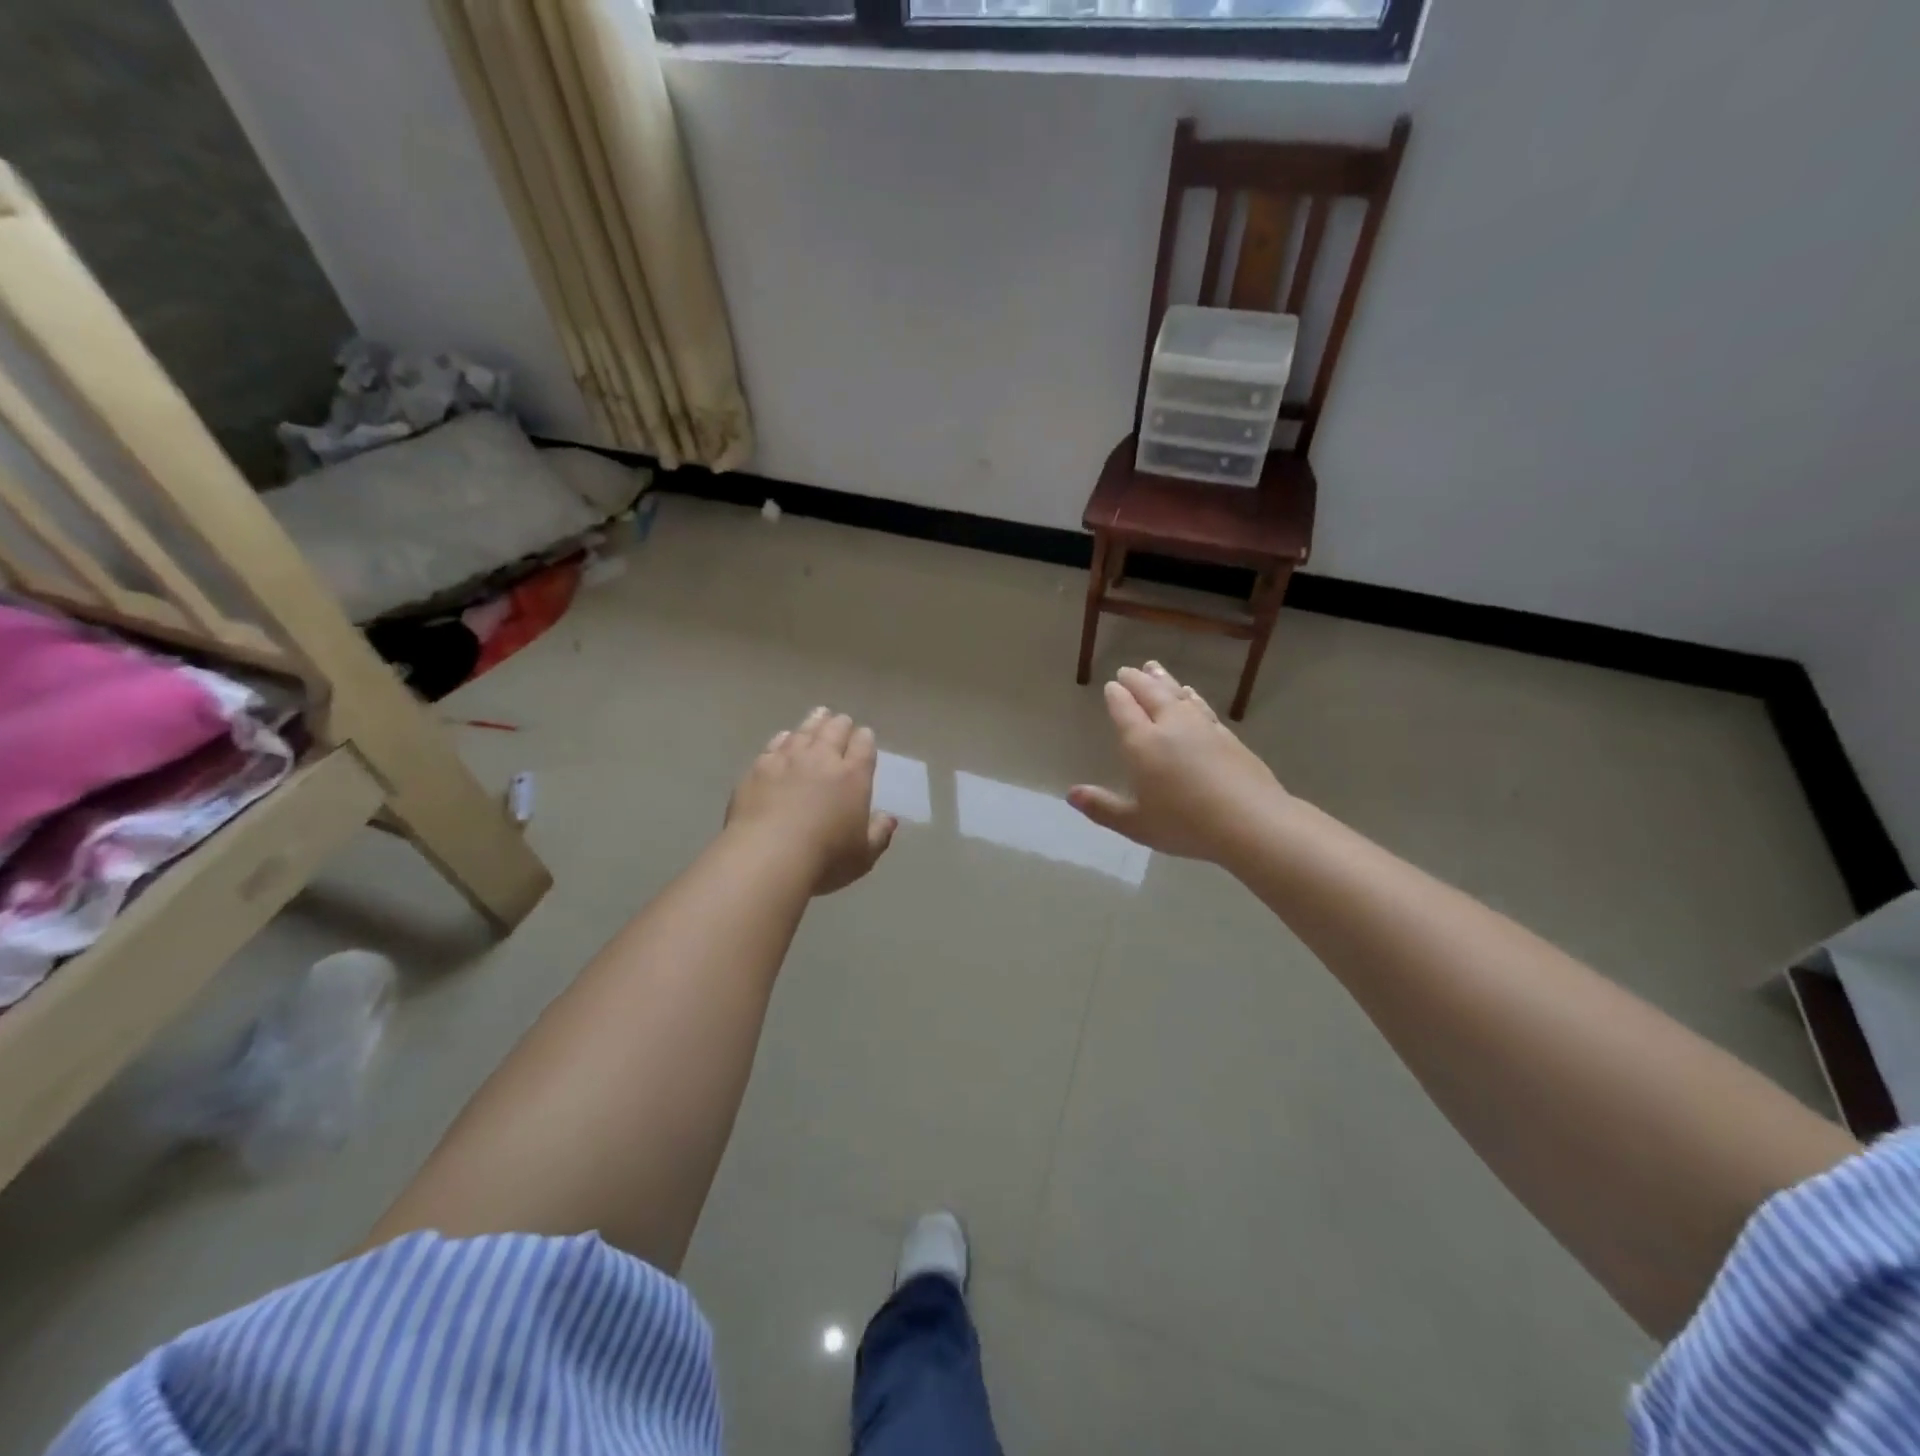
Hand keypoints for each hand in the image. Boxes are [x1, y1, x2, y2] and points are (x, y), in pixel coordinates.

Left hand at [726, 707, 897, 894]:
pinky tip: (784, 737)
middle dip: (841, 724)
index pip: (864, 746)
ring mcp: (787, 760)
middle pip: (834, 730)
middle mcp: (822, 759)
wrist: (767, 856)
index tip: (865, 736)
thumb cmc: (824, 858)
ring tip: (819, 715)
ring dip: (814, 722)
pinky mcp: (759, 768)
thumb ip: (879, 834)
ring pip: (804, 731)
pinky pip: (775, 744)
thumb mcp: (864, 856)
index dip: (865, 739)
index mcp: (853, 776)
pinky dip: (784, 738)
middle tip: (842, 722)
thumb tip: (888, 818)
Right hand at [1068, 662, 1286, 861]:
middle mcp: (1170, 726)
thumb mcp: (1135, 823)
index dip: (1116, 696)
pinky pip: (1202, 706)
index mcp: (1142, 743)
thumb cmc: (1185, 824)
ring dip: (1164, 680)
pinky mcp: (1227, 736)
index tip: (1111, 686)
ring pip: (1178, 694)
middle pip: (1151, 694)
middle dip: (1137, 681)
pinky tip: (1192, 695)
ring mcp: (1202, 727)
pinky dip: (1192, 696)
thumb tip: (1071, 794)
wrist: (1250, 821)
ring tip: (1154, 668)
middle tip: (1128, 670)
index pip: (1125, 710)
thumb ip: (1102, 807)